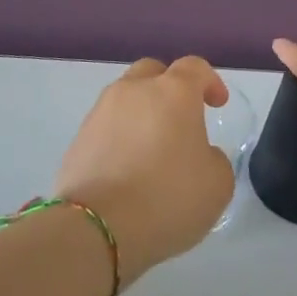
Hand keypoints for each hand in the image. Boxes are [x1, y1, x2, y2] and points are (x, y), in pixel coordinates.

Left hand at [54, 56, 234, 282]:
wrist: (97, 228)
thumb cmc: (167, 198)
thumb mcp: (217, 185)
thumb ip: (214, 159)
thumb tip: (199, 154)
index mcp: (173, 92)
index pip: (195, 67)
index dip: (210, 81)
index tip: (217, 104)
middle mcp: (134, 90)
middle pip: (153, 72)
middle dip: (169, 88)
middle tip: (180, 118)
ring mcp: (101, 111)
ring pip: (126, 98)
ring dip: (141, 113)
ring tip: (151, 148)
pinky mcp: (78, 138)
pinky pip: (106, 126)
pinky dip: (120, 137)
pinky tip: (126, 169)